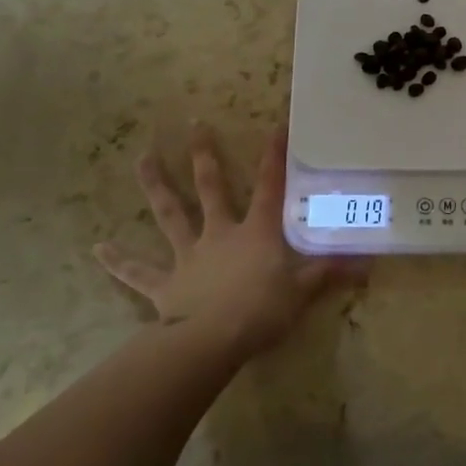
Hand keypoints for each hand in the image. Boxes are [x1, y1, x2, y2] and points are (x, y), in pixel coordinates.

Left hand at [94, 123, 360, 361]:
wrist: (212, 341)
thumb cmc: (262, 310)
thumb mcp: (303, 290)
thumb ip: (331, 272)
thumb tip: (369, 263)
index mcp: (255, 231)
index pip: (270, 185)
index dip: (275, 155)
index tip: (277, 124)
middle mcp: (219, 233)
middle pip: (211, 188)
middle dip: (204, 155)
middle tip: (194, 124)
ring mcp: (188, 256)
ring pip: (170, 214)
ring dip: (156, 186)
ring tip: (141, 158)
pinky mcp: (165, 284)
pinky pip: (139, 271)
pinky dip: (118, 260)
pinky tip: (97, 248)